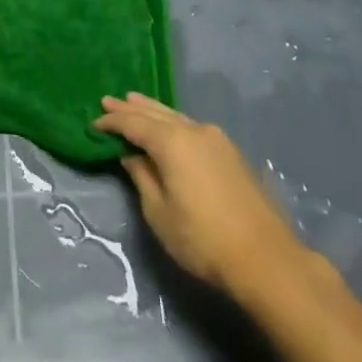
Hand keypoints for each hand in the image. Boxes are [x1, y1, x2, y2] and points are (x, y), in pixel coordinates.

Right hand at [94, 92, 307, 296]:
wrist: (268, 260)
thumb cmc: (203, 239)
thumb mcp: (159, 212)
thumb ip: (142, 176)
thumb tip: (131, 154)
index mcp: (172, 141)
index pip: (133, 123)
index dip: (112, 122)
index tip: (93, 123)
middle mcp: (194, 130)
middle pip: (155, 113)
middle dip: (130, 108)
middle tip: (108, 101)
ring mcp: (217, 139)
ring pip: (176, 116)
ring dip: (153, 111)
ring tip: (134, 102)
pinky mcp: (232, 153)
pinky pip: (192, 127)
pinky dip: (173, 122)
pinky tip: (169, 125)